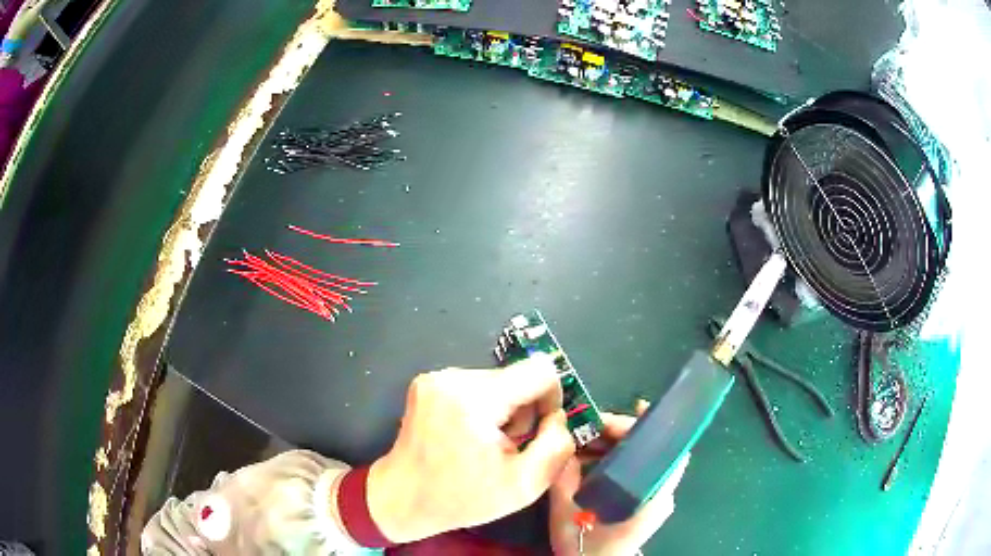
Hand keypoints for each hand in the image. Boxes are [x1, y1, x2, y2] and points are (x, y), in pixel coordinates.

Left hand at [367, 354, 575, 542]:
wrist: (401, 498)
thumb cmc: (461, 499)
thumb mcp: (524, 485)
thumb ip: (557, 445)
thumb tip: (558, 416)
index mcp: (475, 399)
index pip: (540, 370)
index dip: (552, 398)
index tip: (540, 431)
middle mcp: (452, 377)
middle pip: (517, 377)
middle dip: (522, 412)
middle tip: (504, 448)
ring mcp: (435, 377)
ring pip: (498, 381)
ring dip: (502, 411)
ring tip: (483, 445)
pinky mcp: (428, 383)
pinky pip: (476, 386)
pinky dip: (482, 408)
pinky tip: (467, 436)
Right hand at [548, 401, 690, 555]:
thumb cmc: (584, 544)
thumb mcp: (565, 511)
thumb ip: (564, 476)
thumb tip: (565, 444)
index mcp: (651, 495)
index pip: (670, 450)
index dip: (656, 425)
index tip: (636, 406)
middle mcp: (661, 494)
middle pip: (653, 449)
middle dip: (624, 433)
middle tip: (592, 427)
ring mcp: (656, 499)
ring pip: (644, 459)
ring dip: (618, 446)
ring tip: (587, 442)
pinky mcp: (647, 504)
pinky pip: (638, 472)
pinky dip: (618, 461)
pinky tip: (593, 461)